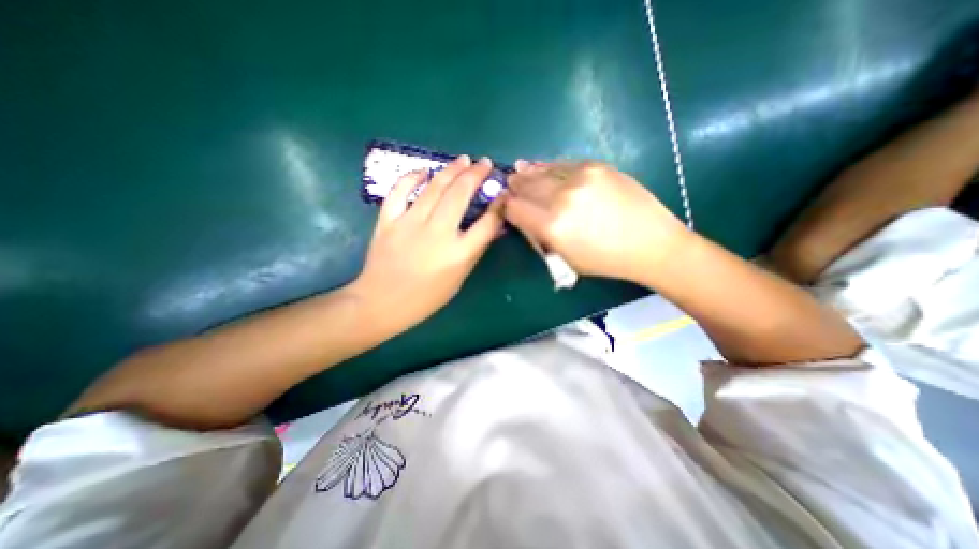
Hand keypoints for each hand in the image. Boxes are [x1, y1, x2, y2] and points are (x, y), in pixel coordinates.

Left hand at [350, 155, 504, 330]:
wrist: (382, 302)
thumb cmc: (426, 297)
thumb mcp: (459, 278)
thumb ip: (475, 250)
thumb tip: (491, 226)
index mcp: (458, 254)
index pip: (487, 223)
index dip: (499, 205)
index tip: (502, 193)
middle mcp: (437, 233)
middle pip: (461, 195)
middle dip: (476, 174)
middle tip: (484, 163)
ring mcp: (410, 224)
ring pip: (434, 187)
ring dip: (451, 170)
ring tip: (463, 159)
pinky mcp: (388, 220)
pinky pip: (399, 191)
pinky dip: (412, 177)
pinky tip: (423, 171)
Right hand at [501, 160, 690, 283]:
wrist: (651, 243)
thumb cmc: (605, 260)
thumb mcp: (565, 258)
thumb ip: (540, 235)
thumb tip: (523, 215)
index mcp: (553, 226)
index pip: (514, 208)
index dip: (506, 207)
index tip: (505, 206)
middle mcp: (562, 197)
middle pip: (525, 185)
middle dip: (514, 187)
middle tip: (509, 185)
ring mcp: (580, 177)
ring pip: (541, 171)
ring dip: (528, 174)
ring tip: (520, 172)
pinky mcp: (596, 166)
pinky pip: (562, 165)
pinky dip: (548, 168)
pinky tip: (542, 168)